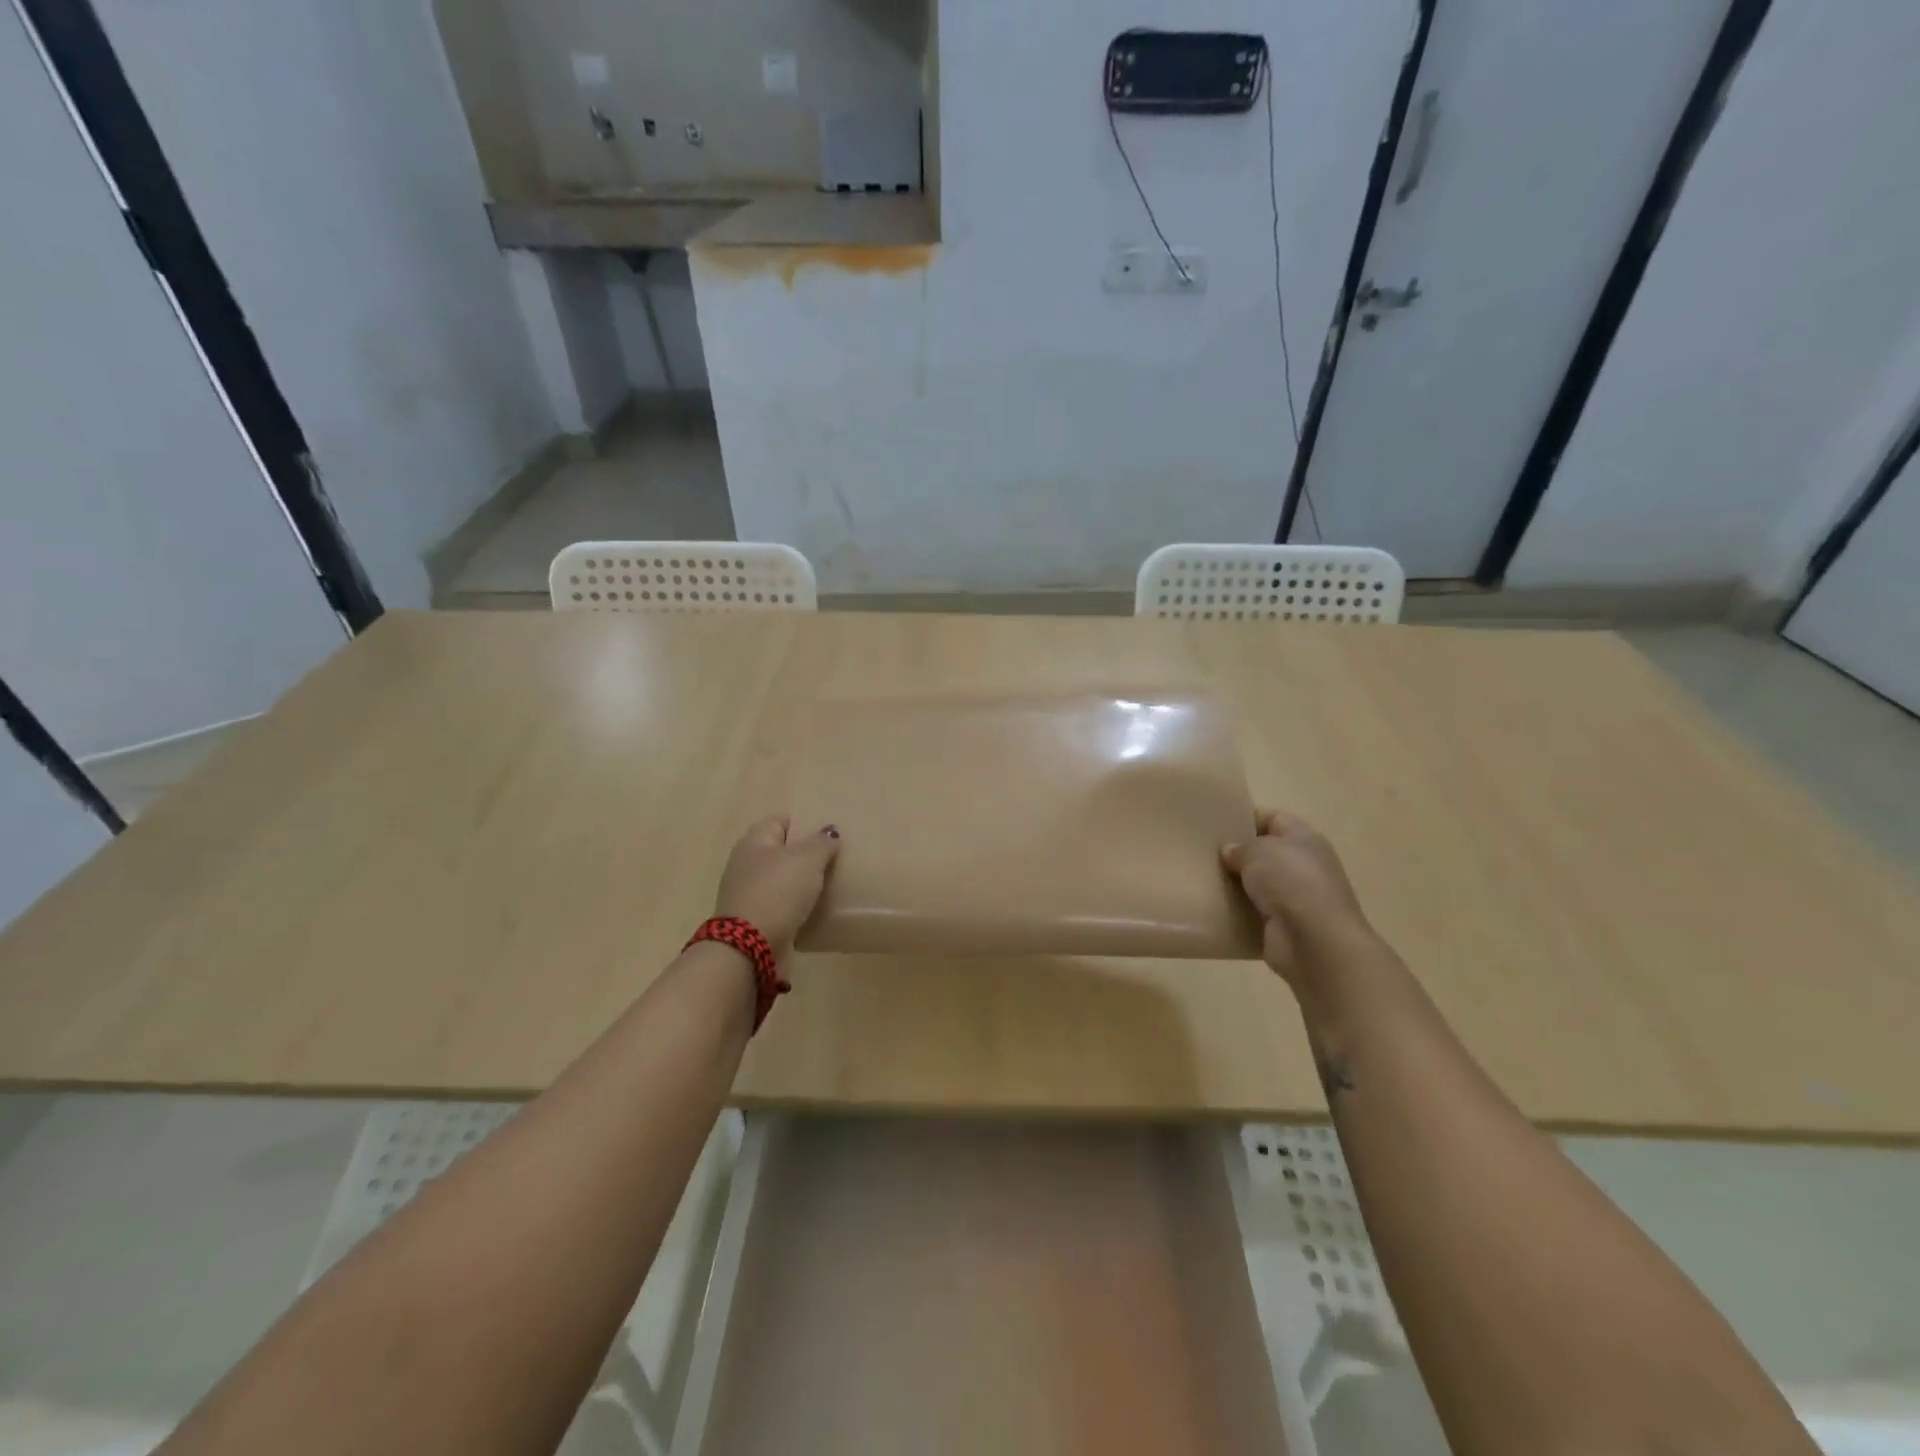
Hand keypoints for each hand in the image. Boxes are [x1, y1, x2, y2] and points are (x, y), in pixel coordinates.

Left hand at [714, 816, 840, 953]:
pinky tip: (816, 909)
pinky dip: (796, 907)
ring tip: (831, 884)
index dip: (804, 823)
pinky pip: (781, 905)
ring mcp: (748, 893)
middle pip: (781, 851)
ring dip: (801, 883)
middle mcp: (747, 863)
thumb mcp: (807, 859)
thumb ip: (821, 842)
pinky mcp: (754, 920)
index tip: (829, 832)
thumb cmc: (778, 891)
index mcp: (754, 841)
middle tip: (835, 858)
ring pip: (782, 880)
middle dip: (805, 854)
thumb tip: (830, 831)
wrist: (750, 947)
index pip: (781, 821)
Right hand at [1222, 809, 1375, 992]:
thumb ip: (1239, 848)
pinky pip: (1255, 912)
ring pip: (1258, 884)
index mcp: (1304, 839)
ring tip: (1205, 879)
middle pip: (1265, 853)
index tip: (1217, 825)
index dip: (1247, 818)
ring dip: (1237, 884)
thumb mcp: (1257, 852)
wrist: (1314, 941)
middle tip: (1205, 854)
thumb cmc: (1290, 882)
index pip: (1273, 818)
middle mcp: (1304, 866)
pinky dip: (1239, 911)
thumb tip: (1230, 852)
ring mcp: (1297, 898)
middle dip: (1237, 854)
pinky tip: (1216, 907)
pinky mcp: (1286, 926)